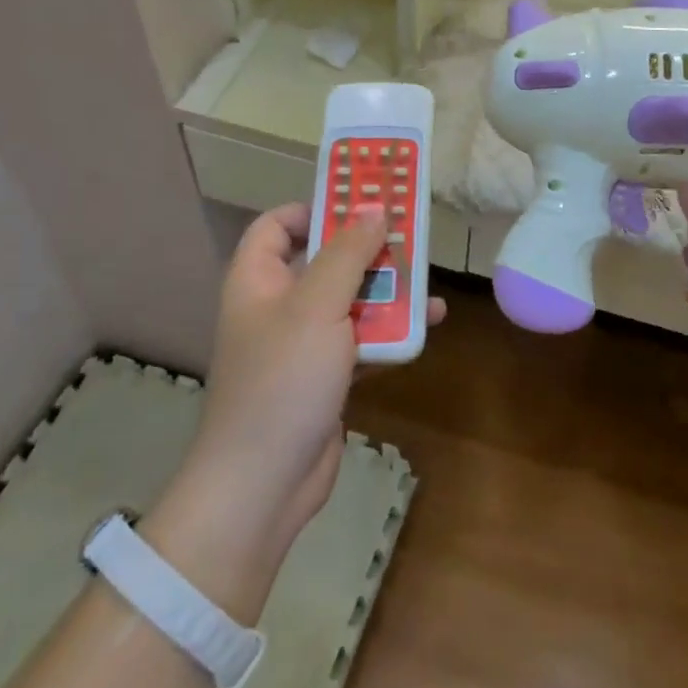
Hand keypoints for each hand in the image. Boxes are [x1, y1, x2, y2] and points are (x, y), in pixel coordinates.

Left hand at [148, 204, 444, 585]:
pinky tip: (428, 325)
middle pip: (324, 260)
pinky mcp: (326, 375)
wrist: (264, 484)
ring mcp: (302, 343)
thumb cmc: (283, 380)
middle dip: (368, 249)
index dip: (315, 208)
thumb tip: (374, 207)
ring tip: (428, 280)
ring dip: (388, 291)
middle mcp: (277, 306)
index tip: (360, 204)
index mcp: (258, 280)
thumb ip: (348, 253)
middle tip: (411, 234)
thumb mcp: (317, 306)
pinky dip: (390, 331)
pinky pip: (362, 339)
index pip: (277, 225)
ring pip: (349, 300)